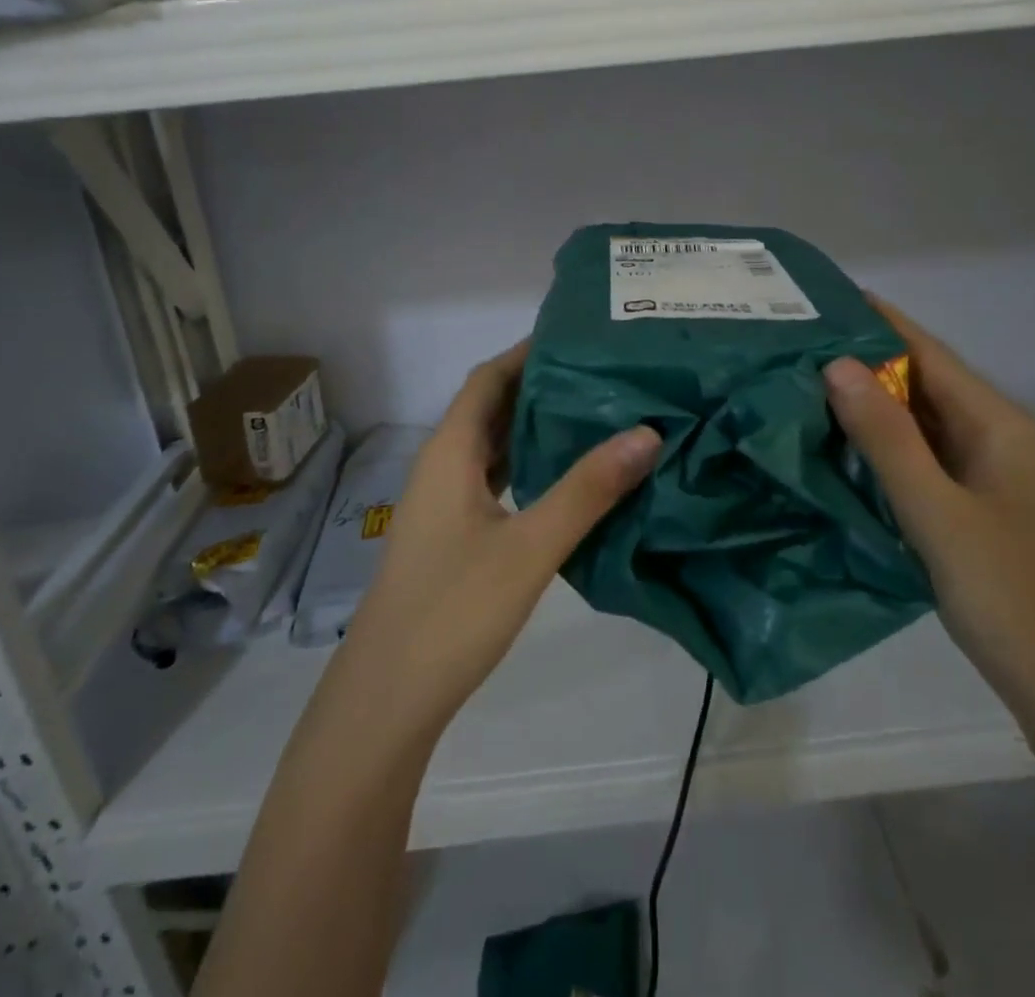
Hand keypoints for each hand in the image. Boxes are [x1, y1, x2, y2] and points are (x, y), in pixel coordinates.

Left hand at [328, 342, 661, 742]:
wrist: (388, 697)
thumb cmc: (454, 610)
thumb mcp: (530, 547)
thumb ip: (587, 490)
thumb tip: (646, 432)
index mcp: (450, 452)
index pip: (488, 378)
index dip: (527, 351)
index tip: (578, 337)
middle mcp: (442, 465)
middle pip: (490, 407)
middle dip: (539, 384)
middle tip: (601, 372)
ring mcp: (444, 502)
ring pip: (492, 445)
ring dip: (533, 426)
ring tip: (593, 413)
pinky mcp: (452, 534)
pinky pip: (493, 479)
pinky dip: (526, 465)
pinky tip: (563, 477)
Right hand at [824, 298, 1034, 721]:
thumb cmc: (1007, 592)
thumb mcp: (937, 512)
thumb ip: (887, 437)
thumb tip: (836, 364)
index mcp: (994, 422)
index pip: (926, 351)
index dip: (875, 321)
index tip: (818, 300)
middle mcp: (990, 434)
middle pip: (919, 379)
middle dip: (860, 359)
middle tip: (791, 344)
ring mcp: (980, 470)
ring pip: (915, 418)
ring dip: (865, 400)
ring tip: (798, 382)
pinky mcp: (967, 502)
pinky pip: (915, 454)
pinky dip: (877, 441)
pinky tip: (834, 442)